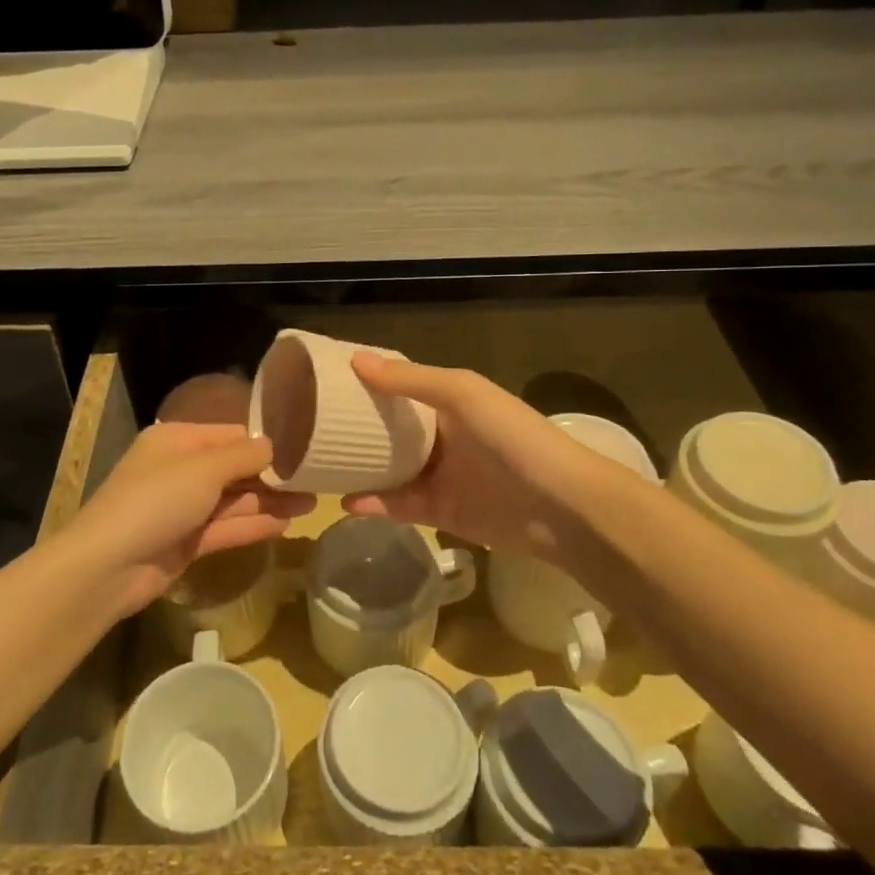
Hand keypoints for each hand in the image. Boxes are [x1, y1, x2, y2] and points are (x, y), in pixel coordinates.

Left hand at [61, 423, 314, 616]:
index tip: (305, 447)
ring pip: (235, 500)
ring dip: (271, 501)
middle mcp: (181, 470)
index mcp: (177, 441)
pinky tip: (287, 524)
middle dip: (273, 475)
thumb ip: (244, 456)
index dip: (266, 442)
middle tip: (317, 478)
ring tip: (313, 502)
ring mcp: (184, 508)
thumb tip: (275, 444)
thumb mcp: (203, 469)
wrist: (109, 566)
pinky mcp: (187, 542)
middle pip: (235, 468)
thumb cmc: (156, 500)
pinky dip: (254, 525)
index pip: (230, 434)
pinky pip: (227, 527)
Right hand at [341, 354, 619, 570]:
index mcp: (450, 402)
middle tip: (310, 428)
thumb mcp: (463, 394)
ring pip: (390, 471)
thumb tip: (356, 360)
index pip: (400, 388)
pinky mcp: (442, 514)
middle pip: (391, 432)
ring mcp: (442, 477)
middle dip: (356, 430)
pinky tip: (347, 502)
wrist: (564, 507)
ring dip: (359, 469)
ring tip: (319, 467)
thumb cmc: (514, 437)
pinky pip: (401, 507)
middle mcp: (443, 437)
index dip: (368, 383)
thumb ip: (410, 381)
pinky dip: (375, 505)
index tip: (325, 381)